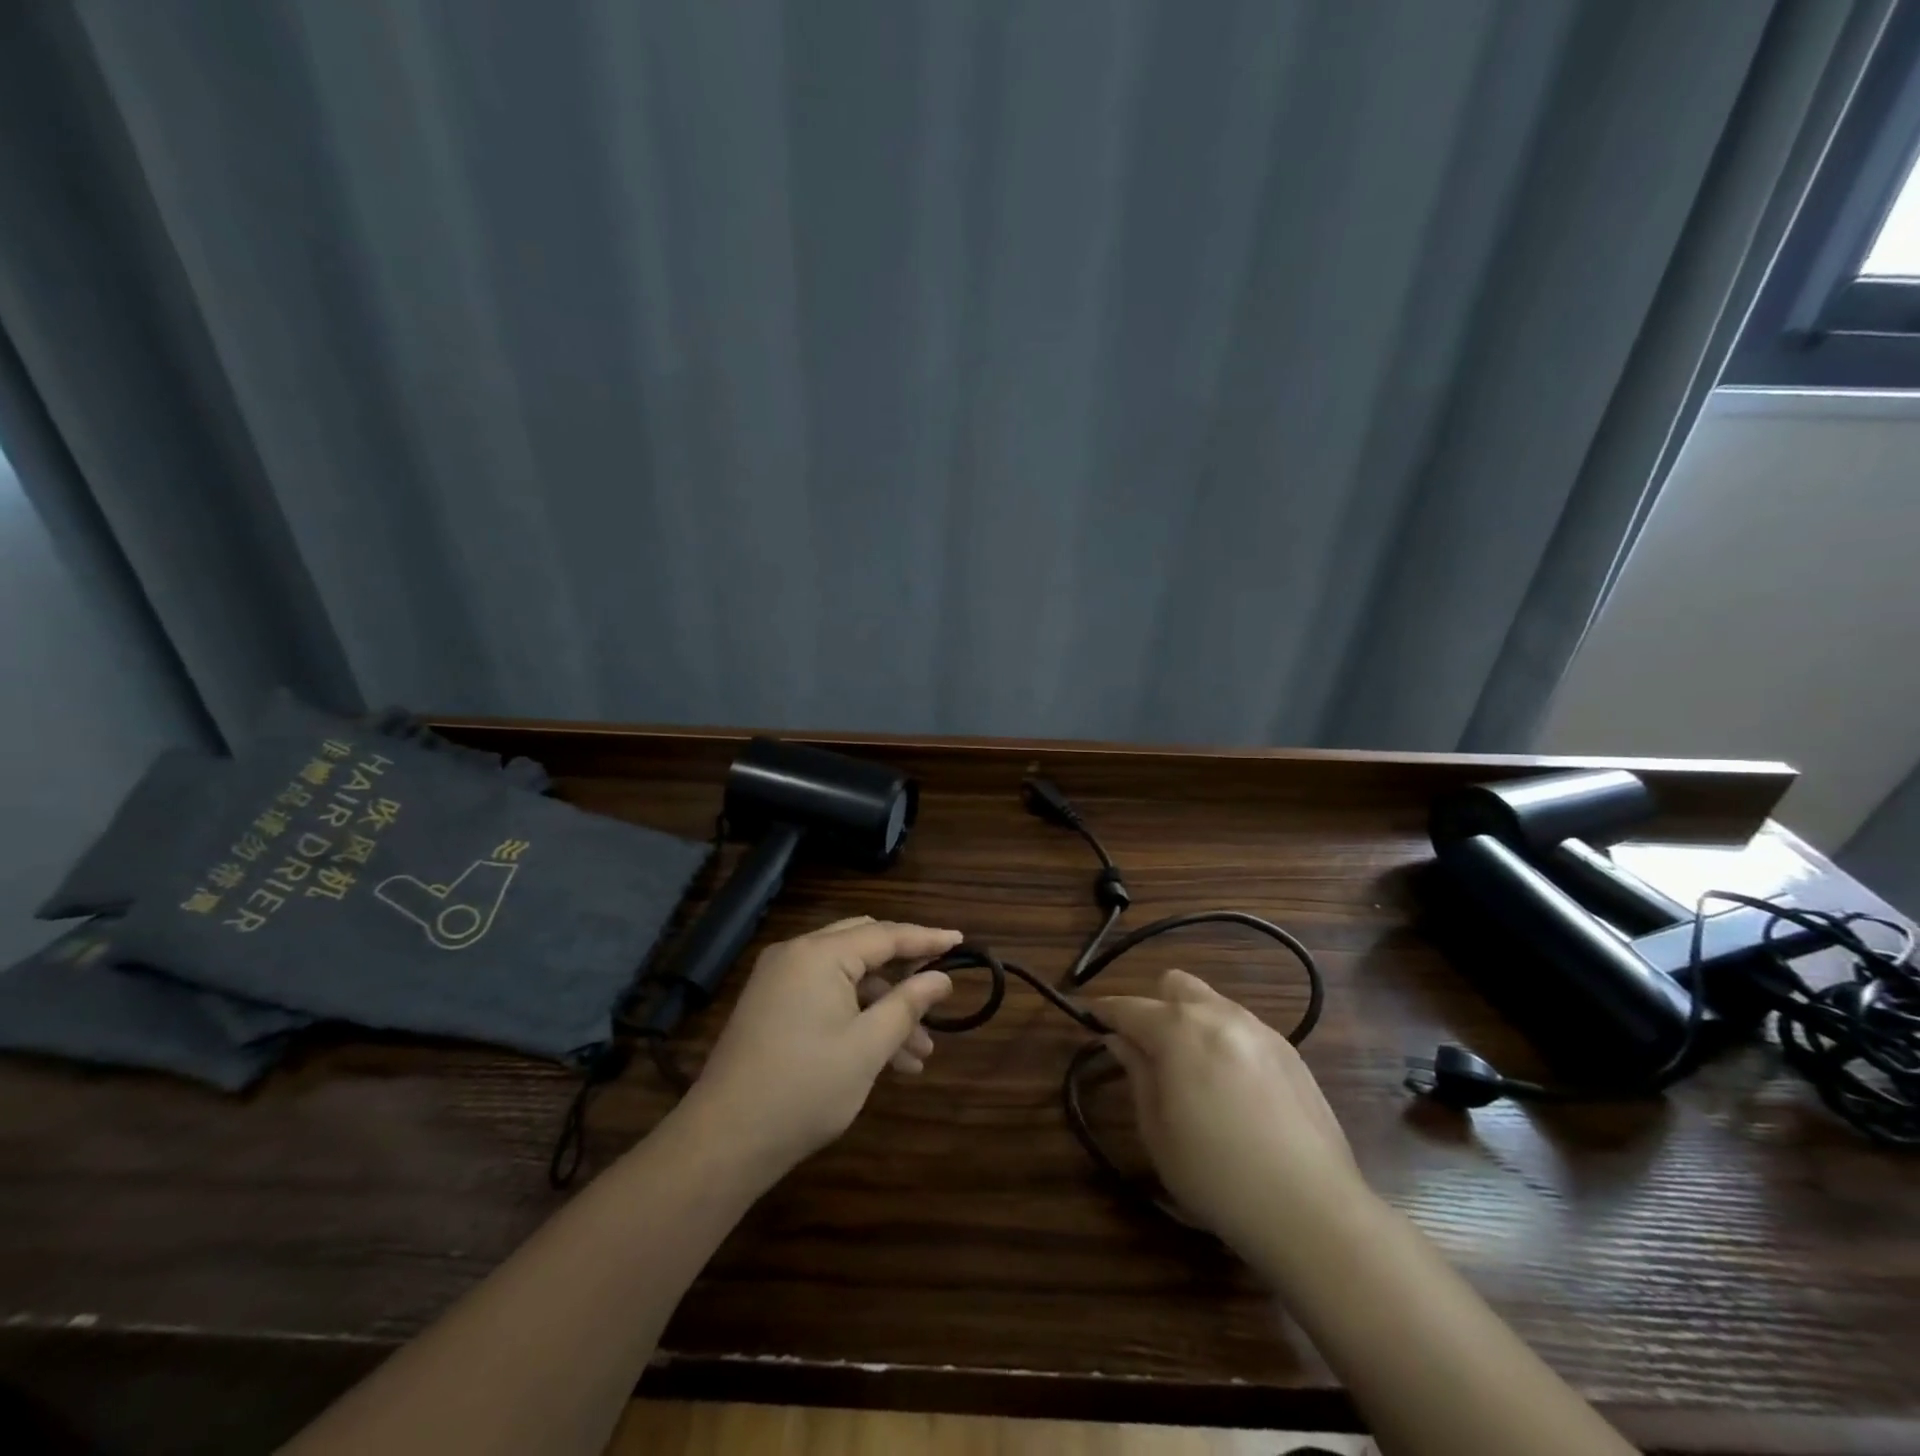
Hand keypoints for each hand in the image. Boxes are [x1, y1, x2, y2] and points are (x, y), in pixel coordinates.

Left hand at [680, 917, 957, 1176]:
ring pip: (848, 979)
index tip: (961, 941)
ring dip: (884, 1007)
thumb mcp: (868, 1047)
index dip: (927, 939)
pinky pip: (826, 997)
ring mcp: (780, 981)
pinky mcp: (772, 1007)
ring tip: (921, 1054)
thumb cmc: (804, 1088)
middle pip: (865, 947)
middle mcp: (797, 955)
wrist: (724, 1141)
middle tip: (938, 991)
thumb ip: (908, 1004)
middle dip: (904, 974)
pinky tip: (886, 1060)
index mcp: (819, 955)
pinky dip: (857, 1018)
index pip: (886, 935)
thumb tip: (942, 979)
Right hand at [1095, 969, 1364, 1250]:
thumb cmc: (1216, 1176)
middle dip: (1154, 1006)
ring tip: (1192, 1071)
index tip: (1087, 1018)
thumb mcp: (1157, 1130)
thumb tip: (1120, 1039)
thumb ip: (1137, 1072)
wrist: (1310, 1209)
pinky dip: (1224, 1041)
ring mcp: (1260, 1030)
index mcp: (1179, 1030)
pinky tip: (1232, 1088)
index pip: (1129, 1007)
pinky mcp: (1290, 1052)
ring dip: (1191, 1022)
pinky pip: (1243, 1028)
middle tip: (1148, 1050)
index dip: (1103, 1012)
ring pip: (1212, 1003)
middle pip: (1174, 985)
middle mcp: (1219, 1015)